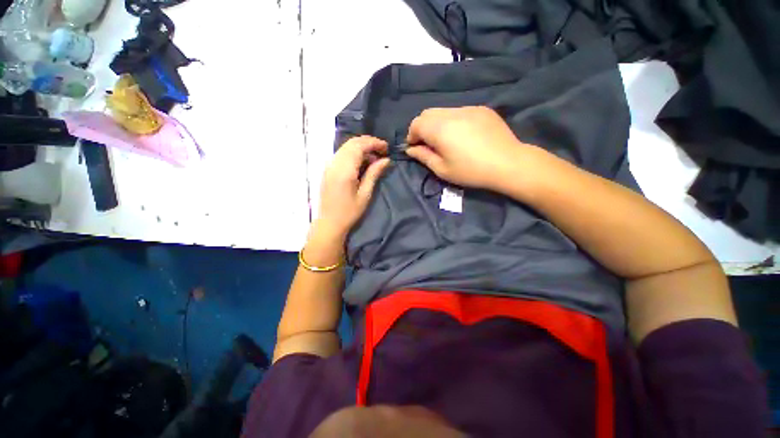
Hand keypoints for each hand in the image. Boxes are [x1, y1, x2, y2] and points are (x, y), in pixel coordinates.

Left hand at [317, 136, 390, 237]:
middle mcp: (334, 163)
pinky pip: (342, 153)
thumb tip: (386, 159)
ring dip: (361, 147)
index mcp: (344, 170)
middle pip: (352, 142)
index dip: (374, 143)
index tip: (386, 147)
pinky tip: (362, 162)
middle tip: (382, 151)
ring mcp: (329, 165)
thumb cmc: (349, 212)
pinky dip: (354, 152)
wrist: (329, 222)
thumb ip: (374, 174)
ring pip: (346, 146)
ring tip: (374, 157)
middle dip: (369, 142)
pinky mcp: (328, 169)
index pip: (359, 146)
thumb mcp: (365, 194)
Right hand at [405, 106, 536, 190]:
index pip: (416, 123)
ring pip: (443, 111)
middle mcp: (451, 113)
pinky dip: (453, 121)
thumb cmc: (471, 171)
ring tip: (445, 140)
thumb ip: (423, 156)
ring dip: (437, 124)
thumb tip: (410, 149)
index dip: (411, 135)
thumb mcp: (442, 170)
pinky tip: (463, 135)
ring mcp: (468, 108)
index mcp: (439, 129)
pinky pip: (459, 111)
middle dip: (422, 128)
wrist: (508, 163)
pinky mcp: (481, 109)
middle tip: (428, 144)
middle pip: (428, 114)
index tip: (414, 148)